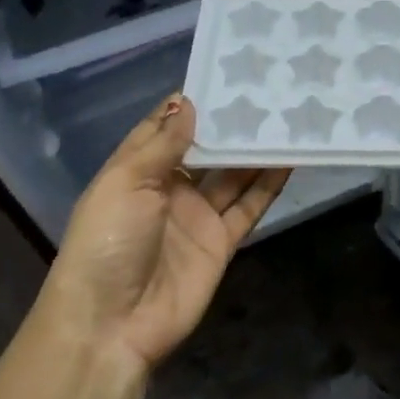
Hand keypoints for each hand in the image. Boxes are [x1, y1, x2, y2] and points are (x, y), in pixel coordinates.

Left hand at [36, 94, 290, 374]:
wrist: (111, 325)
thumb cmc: (108, 242)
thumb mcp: (126, 182)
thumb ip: (163, 144)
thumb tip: (190, 102)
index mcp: (137, 169)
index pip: (167, 126)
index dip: (193, 102)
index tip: (226, 73)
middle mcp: (168, 188)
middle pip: (206, 149)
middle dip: (230, 124)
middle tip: (268, 90)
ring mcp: (197, 216)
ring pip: (233, 174)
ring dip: (255, 150)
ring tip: (286, 116)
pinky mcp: (221, 242)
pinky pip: (249, 207)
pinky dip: (269, 185)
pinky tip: (290, 159)